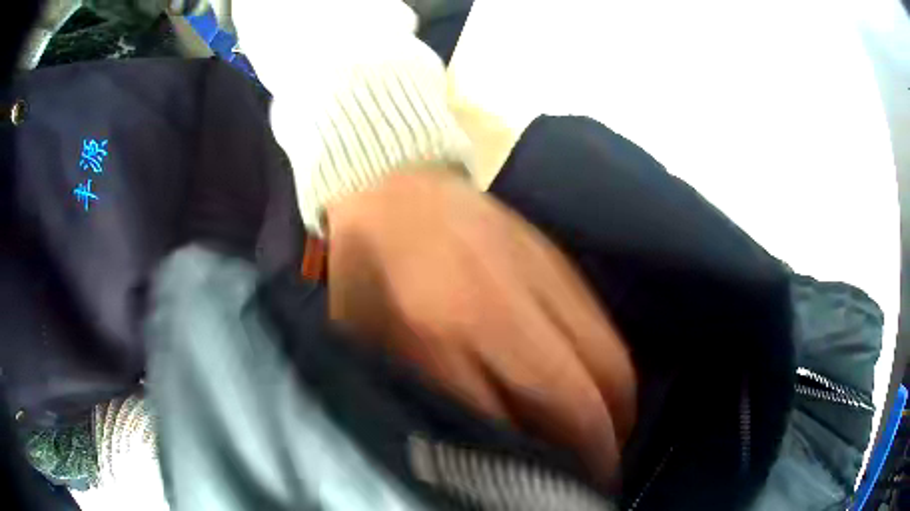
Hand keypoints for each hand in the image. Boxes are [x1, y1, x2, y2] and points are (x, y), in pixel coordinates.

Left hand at [325, 170, 635, 481]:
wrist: (389, 186)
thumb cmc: (366, 271)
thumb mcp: (365, 342)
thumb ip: (423, 397)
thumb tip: (484, 445)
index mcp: (436, 335)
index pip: (511, 425)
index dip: (539, 468)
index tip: (554, 492)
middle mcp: (501, 308)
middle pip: (580, 397)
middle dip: (601, 446)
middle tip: (597, 474)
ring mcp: (539, 277)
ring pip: (608, 359)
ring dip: (619, 410)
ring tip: (612, 439)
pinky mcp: (558, 258)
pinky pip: (604, 325)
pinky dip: (614, 367)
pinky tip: (605, 388)